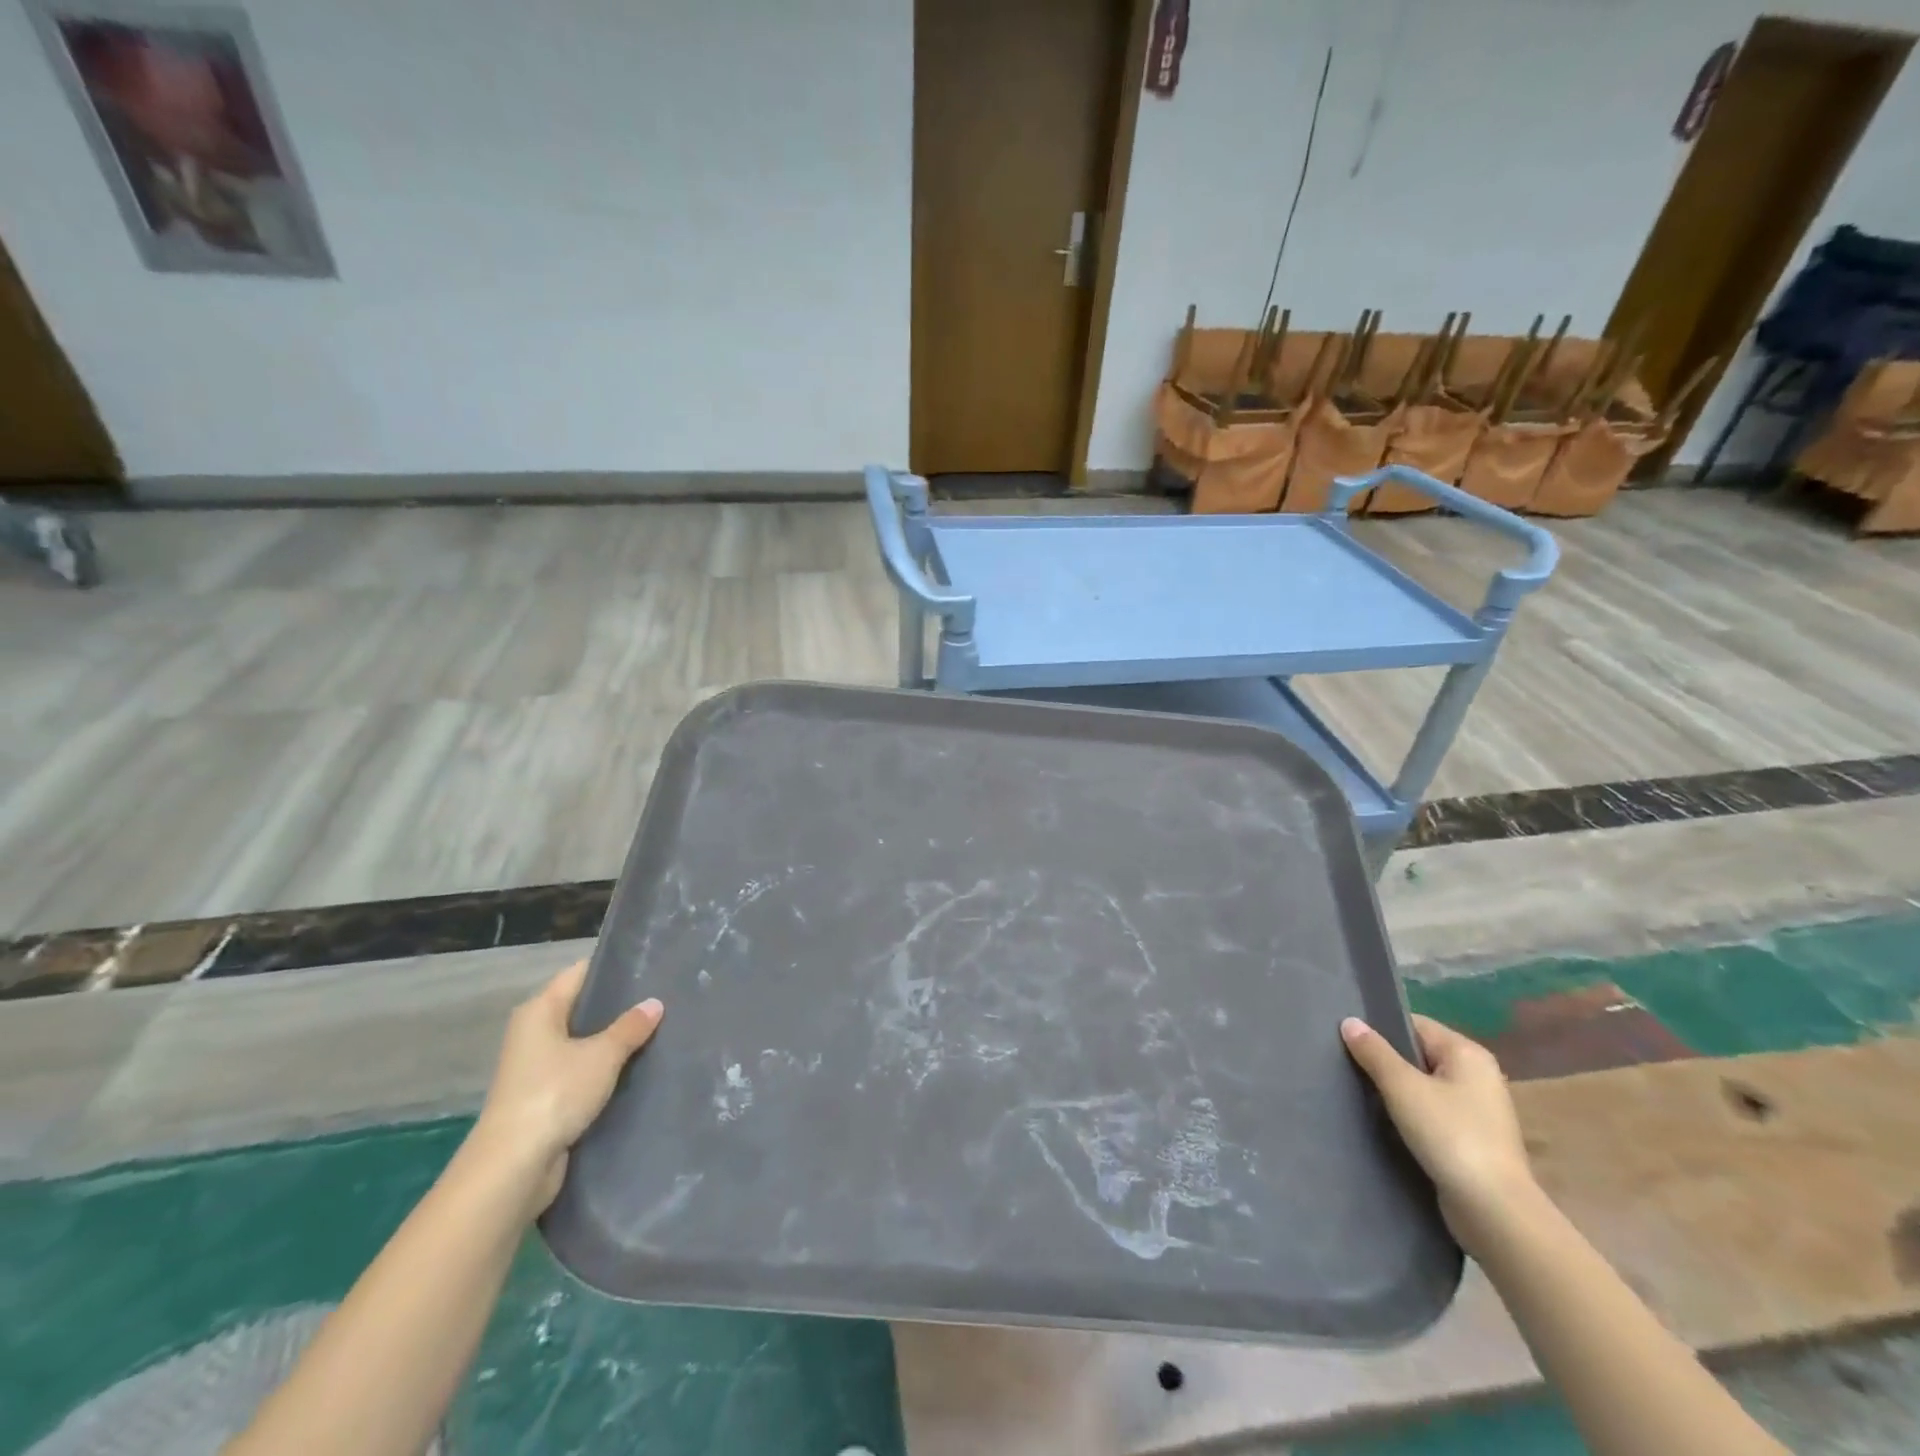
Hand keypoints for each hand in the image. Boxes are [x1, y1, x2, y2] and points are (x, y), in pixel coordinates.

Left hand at [468, 961, 662, 1214]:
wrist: (513, 1167)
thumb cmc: (554, 1094)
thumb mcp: (602, 1055)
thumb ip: (630, 1027)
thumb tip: (654, 1003)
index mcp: (539, 1011)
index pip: (581, 973)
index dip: (614, 968)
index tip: (651, 966)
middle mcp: (534, 1033)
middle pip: (583, 1008)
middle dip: (620, 1006)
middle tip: (664, 998)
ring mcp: (537, 1068)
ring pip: (584, 1043)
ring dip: (614, 1042)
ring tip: (659, 1030)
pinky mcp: (545, 1098)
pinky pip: (582, 1072)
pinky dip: (605, 1071)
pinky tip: (638, 1069)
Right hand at [1341, 1014, 1535, 1249]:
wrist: (1494, 1211)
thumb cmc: (1450, 1135)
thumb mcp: (1402, 1087)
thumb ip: (1374, 1052)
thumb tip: (1349, 1021)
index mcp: (1468, 1053)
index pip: (1414, 1024)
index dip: (1380, 1029)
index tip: (1348, 1039)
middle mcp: (1478, 1075)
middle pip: (1419, 1054)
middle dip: (1386, 1061)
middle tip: (1348, 1066)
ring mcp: (1479, 1110)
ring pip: (1424, 1086)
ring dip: (1396, 1091)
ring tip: (1360, 1094)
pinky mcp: (1473, 1140)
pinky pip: (1433, 1113)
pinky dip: (1411, 1115)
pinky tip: (1386, 1123)